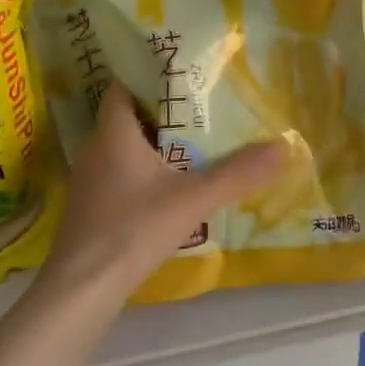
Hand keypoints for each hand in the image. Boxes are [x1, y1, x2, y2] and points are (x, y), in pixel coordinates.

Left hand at [42, 84, 287, 300]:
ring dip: (156, 143)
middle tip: (204, 107)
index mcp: (114, 132)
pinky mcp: (91, 207)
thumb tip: (283, 147)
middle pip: (129, 115)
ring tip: (196, 142)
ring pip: (125, 147)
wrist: (81, 291)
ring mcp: (90, 180)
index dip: (151, 76)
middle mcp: (96, 148)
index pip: (124, 86)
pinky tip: (172, 186)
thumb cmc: (132, 229)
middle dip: (165, 110)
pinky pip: (121, 173)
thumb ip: (237, 173)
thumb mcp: (193, 199)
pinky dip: (146, 170)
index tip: (186, 74)